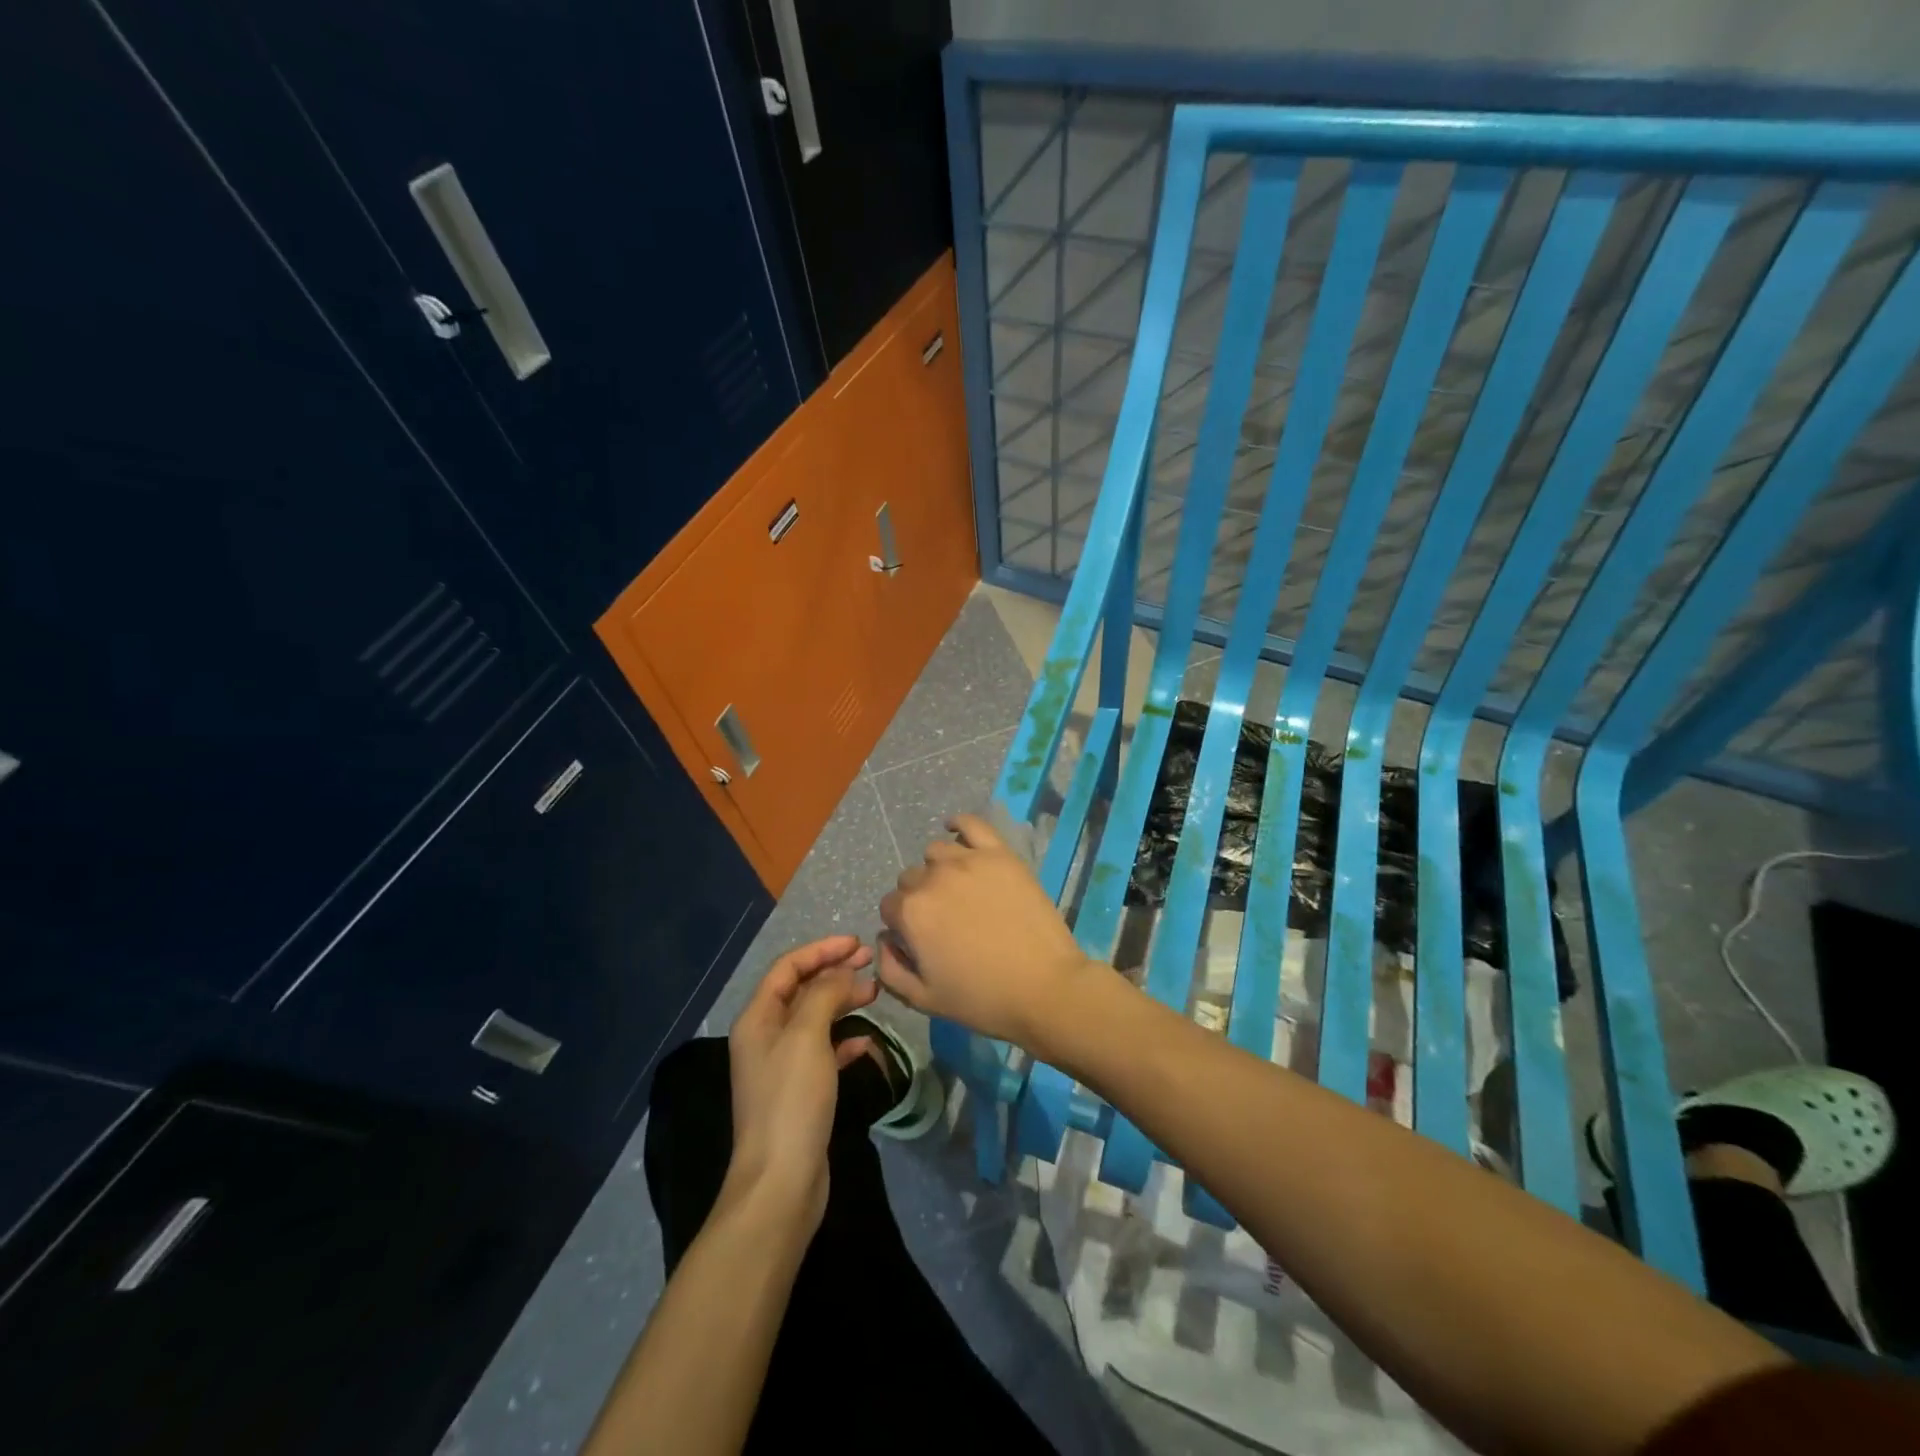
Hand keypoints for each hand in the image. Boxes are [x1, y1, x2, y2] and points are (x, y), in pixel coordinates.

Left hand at [726, 935, 878, 1231]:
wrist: (780, 1183)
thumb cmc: (791, 1101)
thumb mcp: (807, 1037)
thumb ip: (825, 994)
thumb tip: (843, 971)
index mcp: (758, 1019)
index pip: (788, 967)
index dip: (822, 950)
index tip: (858, 944)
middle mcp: (765, 1037)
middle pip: (801, 990)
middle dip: (834, 972)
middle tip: (871, 963)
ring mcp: (782, 1067)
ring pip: (815, 1019)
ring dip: (842, 1002)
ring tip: (874, 995)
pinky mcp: (800, 1092)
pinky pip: (823, 1052)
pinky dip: (843, 1040)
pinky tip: (865, 1042)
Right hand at [876, 812, 1096, 1050]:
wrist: (1044, 988)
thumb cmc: (982, 999)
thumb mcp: (923, 999)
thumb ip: (890, 969)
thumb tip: (884, 940)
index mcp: (910, 913)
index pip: (891, 907)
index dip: (903, 925)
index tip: (921, 940)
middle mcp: (932, 879)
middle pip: (911, 879)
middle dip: (920, 898)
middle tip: (945, 920)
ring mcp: (968, 860)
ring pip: (937, 852)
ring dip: (938, 868)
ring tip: (959, 889)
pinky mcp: (1000, 854)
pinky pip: (971, 823)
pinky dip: (959, 824)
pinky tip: (957, 832)